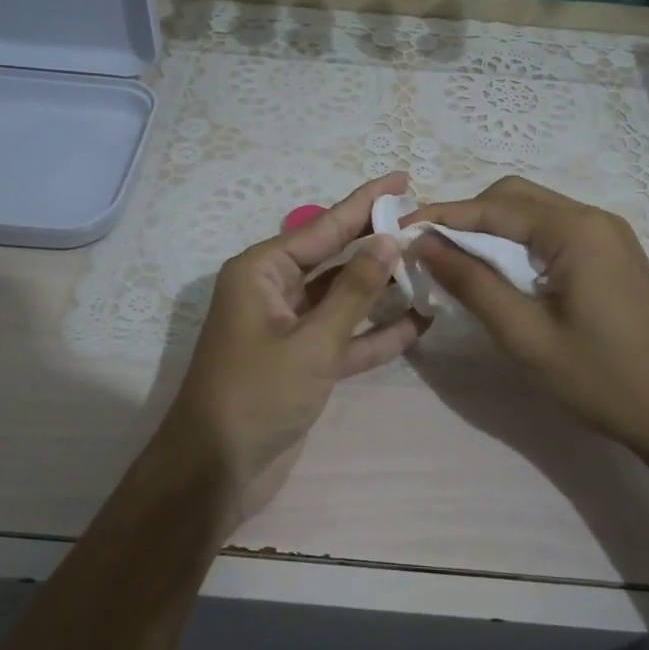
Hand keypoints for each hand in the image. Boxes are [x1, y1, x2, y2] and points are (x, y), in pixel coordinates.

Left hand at [161, 172, 425, 524]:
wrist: (216, 470)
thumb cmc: (256, 395)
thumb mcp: (311, 341)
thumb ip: (353, 291)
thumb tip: (389, 241)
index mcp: (262, 272)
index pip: (323, 227)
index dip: (365, 203)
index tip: (402, 179)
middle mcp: (274, 291)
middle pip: (335, 258)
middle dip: (378, 244)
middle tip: (425, 222)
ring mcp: (289, 328)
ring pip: (343, 298)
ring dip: (382, 289)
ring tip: (431, 268)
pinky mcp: (303, 362)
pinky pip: (344, 337)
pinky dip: (375, 333)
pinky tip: (418, 322)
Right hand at [406, 177, 648, 466]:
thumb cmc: (601, 379)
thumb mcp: (525, 335)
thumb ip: (471, 282)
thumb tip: (422, 243)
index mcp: (574, 230)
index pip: (492, 206)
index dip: (441, 215)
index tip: (399, 230)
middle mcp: (593, 218)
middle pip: (514, 197)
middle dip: (467, 216)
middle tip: (429, 250)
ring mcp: (609, 235)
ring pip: (534, 212)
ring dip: (492, 229)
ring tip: (456, 262)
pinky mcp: (614, 255)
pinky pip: (554, 232)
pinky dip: (519, 243)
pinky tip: (502, 273)